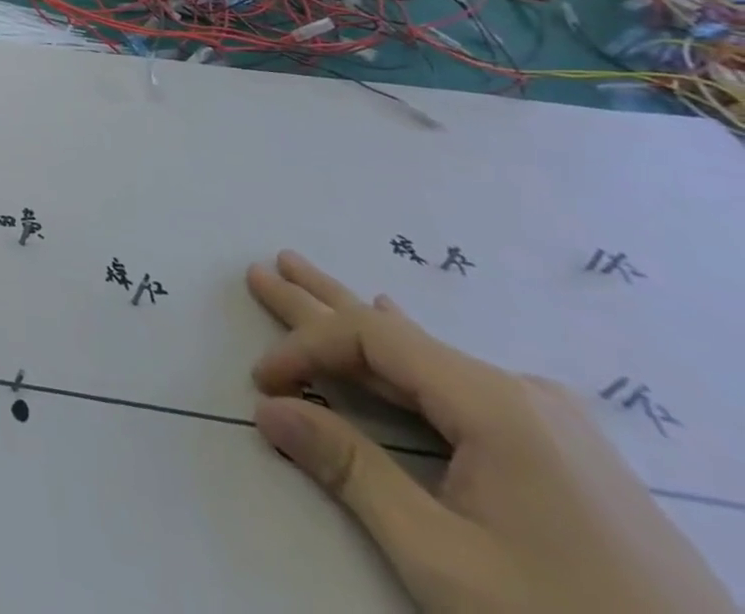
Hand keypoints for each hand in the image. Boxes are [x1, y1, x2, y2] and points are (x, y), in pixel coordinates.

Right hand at [246, 251, 731, 613]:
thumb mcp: (445, 561)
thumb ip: (351, 472)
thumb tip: (269, 409)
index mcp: (494, 404)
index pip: (370, 338)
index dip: (305, 349)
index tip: (264, 385)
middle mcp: (522, 395)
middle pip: (394, 332)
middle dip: (319, 303)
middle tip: (264, 270)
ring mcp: (551, 424)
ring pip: (427, 355)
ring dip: (357, 323)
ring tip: (305, 278)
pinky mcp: (567, 457)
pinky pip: (461, 382)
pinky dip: (406, 356)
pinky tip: (398, 324)